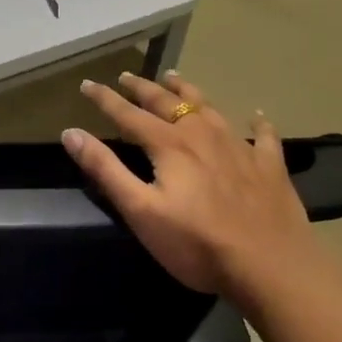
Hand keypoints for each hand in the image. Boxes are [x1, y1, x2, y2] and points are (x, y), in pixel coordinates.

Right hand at [62, 69, 313, 294]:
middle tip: (127, 76)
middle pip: (168, 103)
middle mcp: (202, 135)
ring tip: (175, 77)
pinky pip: (263, 136)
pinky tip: (256, 116)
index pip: (128, 114)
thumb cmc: (197, 243)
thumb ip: (106, 169)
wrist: (271, 265)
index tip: (87, 83)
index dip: (105, 99)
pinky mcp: (269, 166)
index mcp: (169, 145)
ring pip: (210, 107)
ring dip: (188, 90)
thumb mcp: (140, 210)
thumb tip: (71, 133)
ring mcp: (239, 147)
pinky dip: (257, 123)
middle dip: (144, 88)